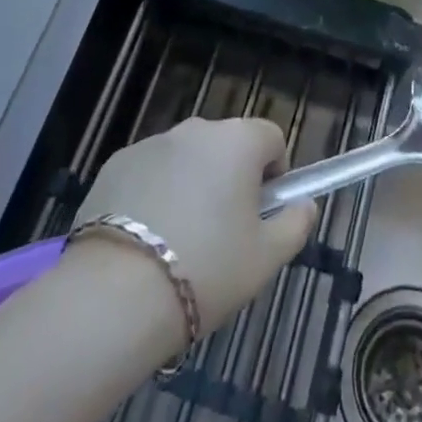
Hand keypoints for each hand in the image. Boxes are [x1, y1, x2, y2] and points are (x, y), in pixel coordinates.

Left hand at [70, 118, 317, 341]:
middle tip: (224, 233)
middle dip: (231, 178)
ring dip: (192, 184)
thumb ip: (294, 225)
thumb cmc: (207, 270)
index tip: (263, 213)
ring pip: (186, 158)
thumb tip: (305, 205)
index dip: (275, 172)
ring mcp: (152, 142)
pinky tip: (144, 240)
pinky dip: (154, 193)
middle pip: (227, 145)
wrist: (117, 293)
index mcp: (238, 141)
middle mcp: (196, 128)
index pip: (271, 138)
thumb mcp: (265, 259)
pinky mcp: (117, 162)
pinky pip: (150, 171)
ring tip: (179, 242)